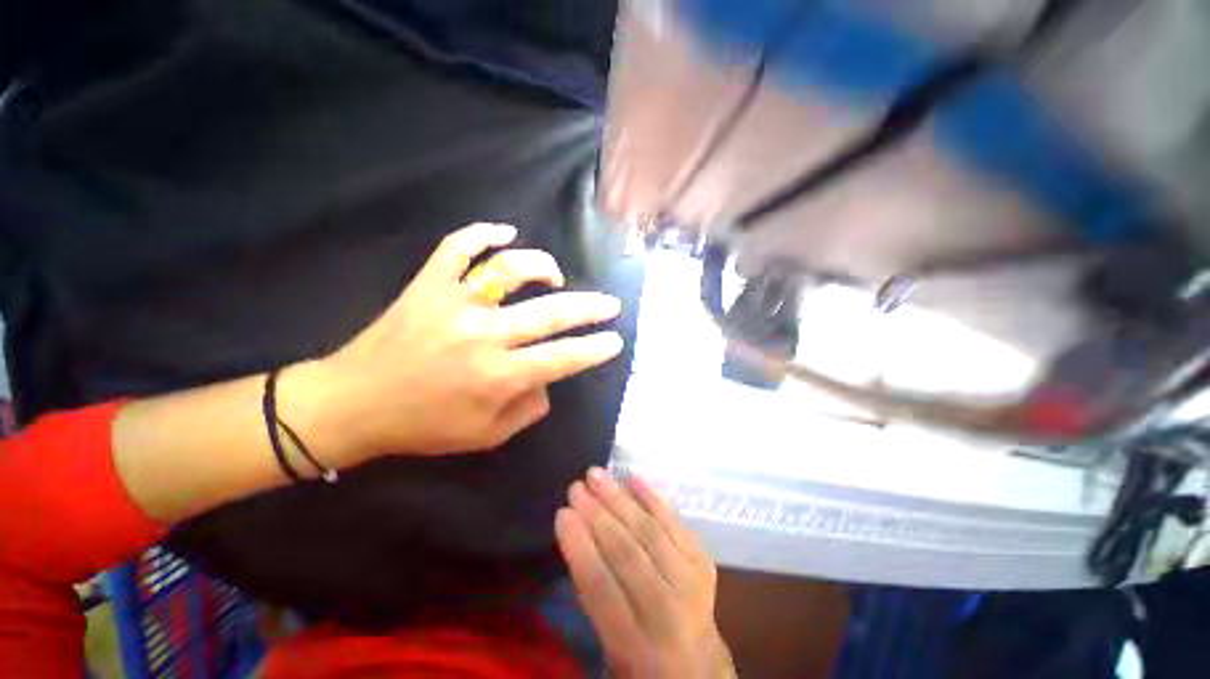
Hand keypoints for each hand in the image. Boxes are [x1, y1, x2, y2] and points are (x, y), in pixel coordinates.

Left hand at [282, 223, 623, 462]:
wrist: (354, 403)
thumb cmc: (423, 426)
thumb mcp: (486, 435)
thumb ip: (527, 409)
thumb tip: (548, 380)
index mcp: (498, 376)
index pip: (563, 358)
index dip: (594, 349)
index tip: (615, 340)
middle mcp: (483, 334)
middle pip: (550, 312)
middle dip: (589, 308)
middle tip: (610, 304)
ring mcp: (454, 303)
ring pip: (509, 270)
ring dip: (541, 267)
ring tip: (555, 274)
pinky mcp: (427, 285)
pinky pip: (457, 247)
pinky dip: (482, 233)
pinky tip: (505, 232)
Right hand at [556, 468, 734, 677]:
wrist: (699, 666)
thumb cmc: (643, 659)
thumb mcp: (609, 646)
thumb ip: (594, 596)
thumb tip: (577, 536)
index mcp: (637, 645)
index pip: (602, 589)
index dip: (580, 547)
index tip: (562, 514)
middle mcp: (668, 614)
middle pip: (629, 554)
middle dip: (598, 516)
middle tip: (576, 488)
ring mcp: (691, 583)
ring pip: (651, 532)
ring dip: (621, 499)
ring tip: (597, 475)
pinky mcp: (704, 562)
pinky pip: (677, 524)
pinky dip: (654, 498)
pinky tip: (634, 478)